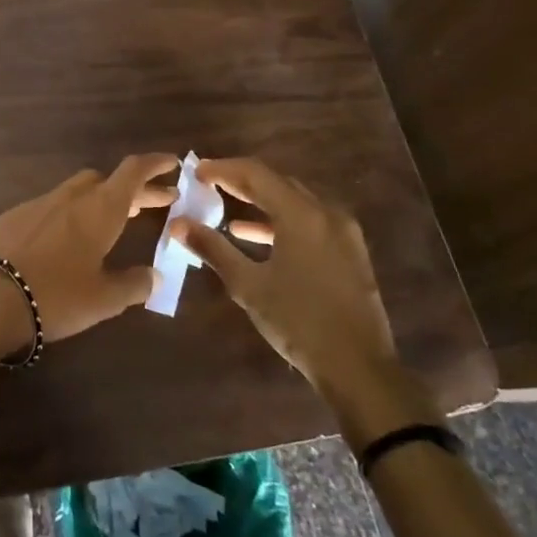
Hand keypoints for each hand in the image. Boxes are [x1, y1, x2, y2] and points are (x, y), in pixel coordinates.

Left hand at [0, 154, 178, 345]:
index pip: (132, 172)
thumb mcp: (105, 299)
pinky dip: (68, 213)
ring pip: (76, 190)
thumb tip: (153, 275)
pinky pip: (50, 206)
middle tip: (151, 204)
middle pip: (105, 180)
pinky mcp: (14, 216)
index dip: (154, 164)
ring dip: (98, 200)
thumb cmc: (58, 296)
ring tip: (110, 221)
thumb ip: (134, 284)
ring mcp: (39, 203)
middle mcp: (71, 197)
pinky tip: (66, 238)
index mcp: (100, 209)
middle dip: (131, 189)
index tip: (172, 163)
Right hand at [170, 157, 396, 398]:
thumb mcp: (248, 285)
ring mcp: (343, 232)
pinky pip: (309, 220)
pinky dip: (280, 221)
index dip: (223, 169)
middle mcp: (326, 213)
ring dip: (260, 202)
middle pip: (277, 182)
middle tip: (209, 185)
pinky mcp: (349, 252)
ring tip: (227, 210)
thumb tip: (178, 224)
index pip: (256, 173)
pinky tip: (256, 238)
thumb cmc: (298, 321)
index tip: (196, 172)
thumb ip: (212, 248)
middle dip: (241, 182)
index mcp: (302, 214)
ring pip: (295, 201)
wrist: (358, 367)